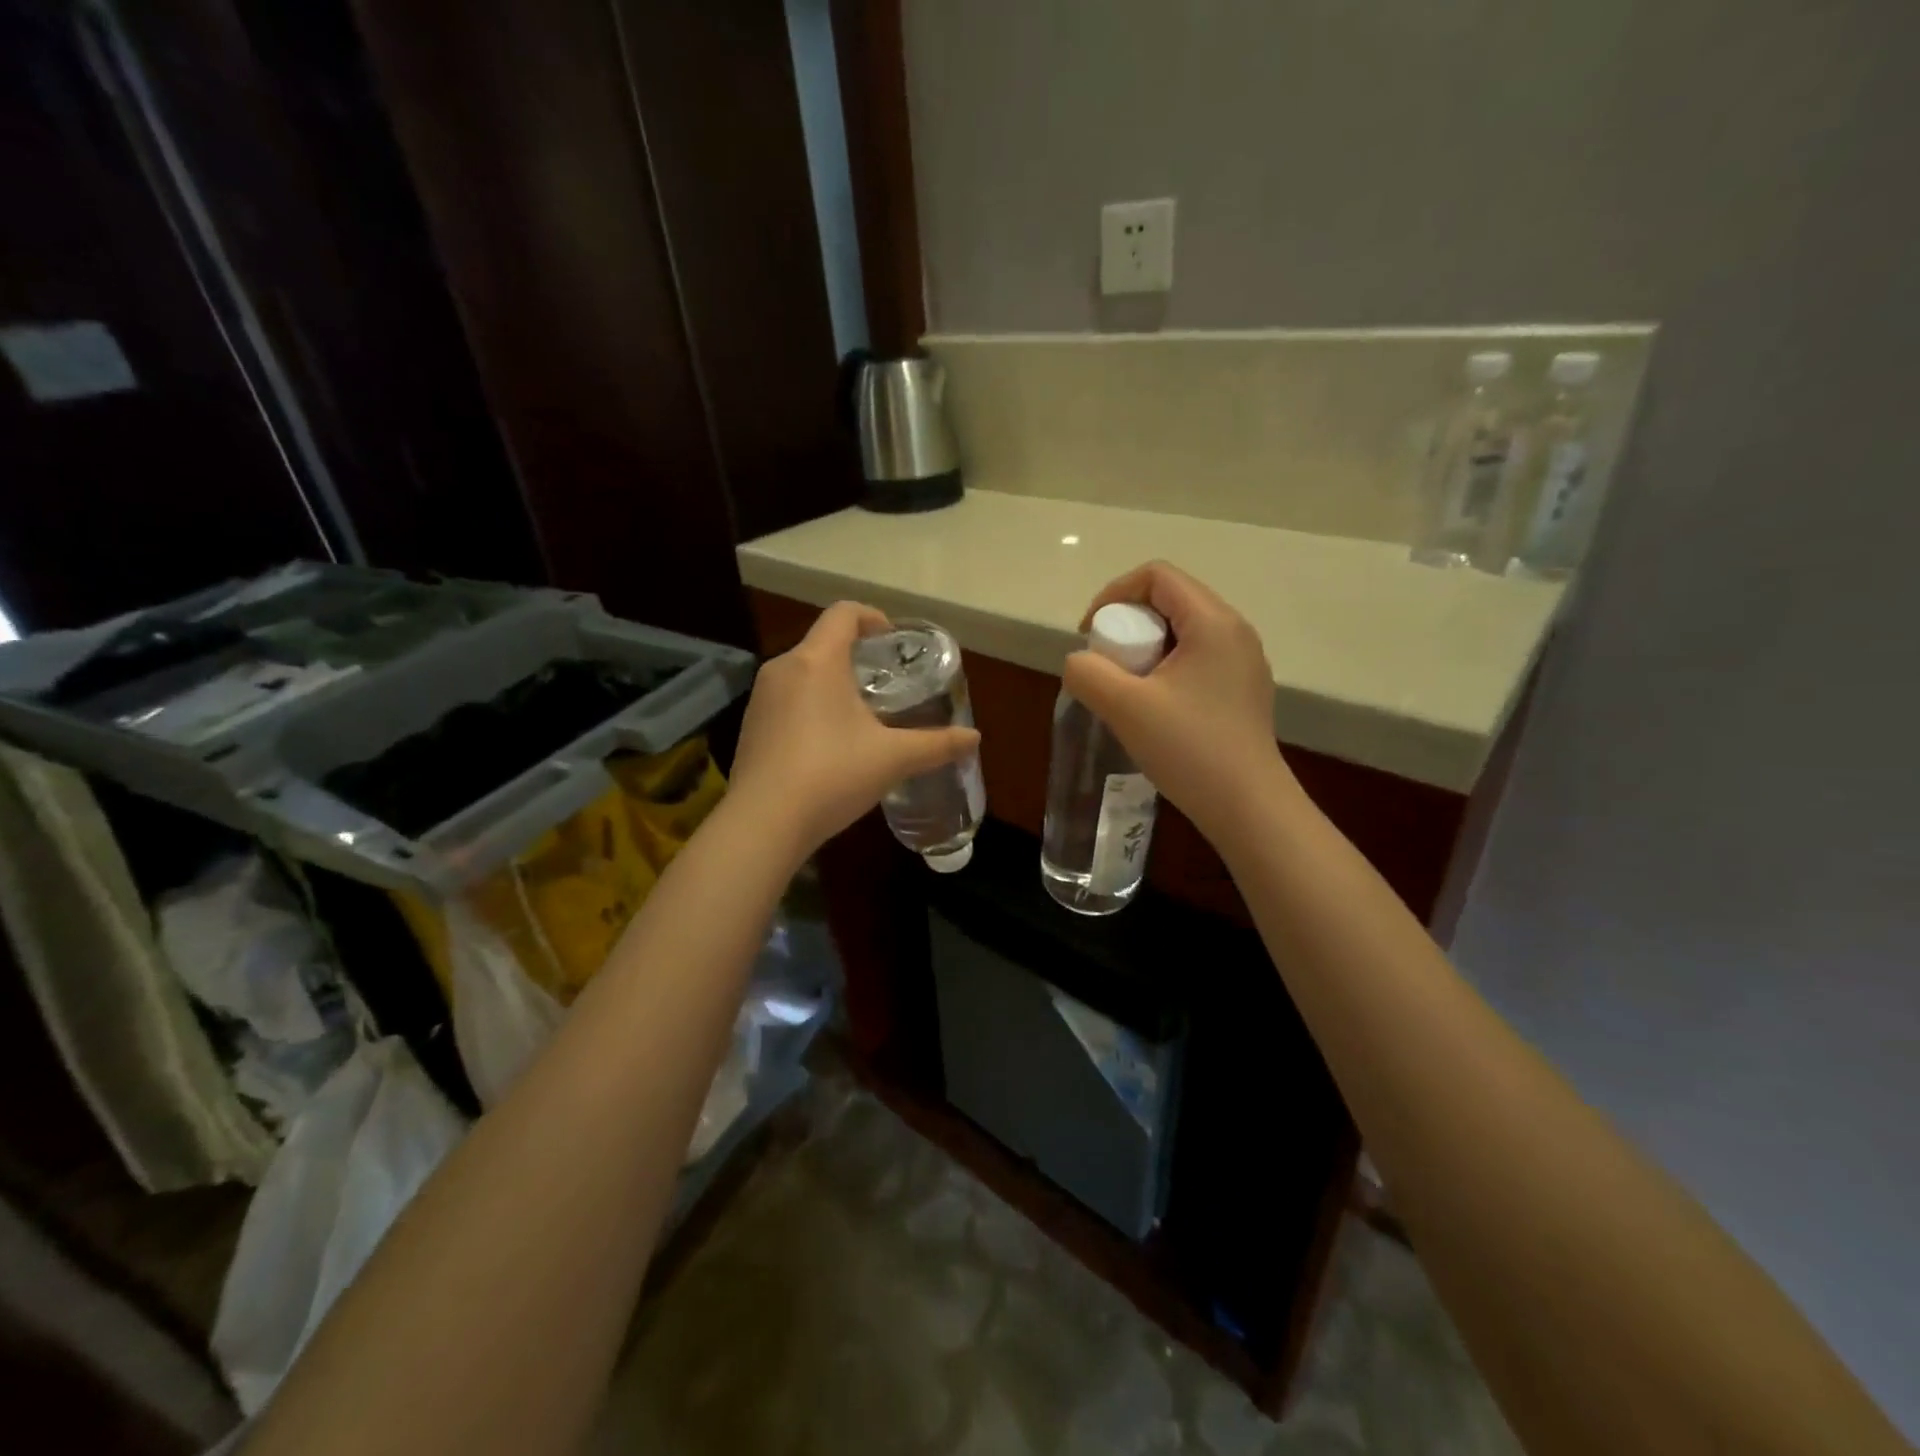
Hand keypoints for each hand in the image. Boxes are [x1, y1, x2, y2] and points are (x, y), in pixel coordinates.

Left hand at [729, 602, 979, 856]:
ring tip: (860, 716)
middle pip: (823, 643)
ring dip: (832, 684)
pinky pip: (786, 702)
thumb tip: (974, 738)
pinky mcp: (750, 727)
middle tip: (886, 685)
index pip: (843, 613)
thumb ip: (936, 744)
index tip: (893, 641)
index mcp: (817, 661)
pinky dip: (810, 708)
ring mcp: (761, 699)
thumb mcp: (893, 759)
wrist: (763, 823)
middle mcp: (783, 668)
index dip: (872, 618)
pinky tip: (828, 746)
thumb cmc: (832, 775)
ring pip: (803, 674)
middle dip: (856, 657)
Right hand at [1063, 561, 1294, 847]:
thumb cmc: (1189, 749)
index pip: (1157, 576)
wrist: (1247, 807)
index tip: (1091, 634)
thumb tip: (1080, 662)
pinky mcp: (1243, 689)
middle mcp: (1235, 631)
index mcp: (1213, 622)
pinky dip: (1167, 667)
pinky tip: (1155, 707)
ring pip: (1184, 630)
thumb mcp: (1125, 707)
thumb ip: (1088, 673)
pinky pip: (1197, 658)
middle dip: (1129, 622)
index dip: (1114, 594)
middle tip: (1108, 663)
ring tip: (1128, 687)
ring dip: (1147, 647)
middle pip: (1171, 599)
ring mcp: (1244, 661)